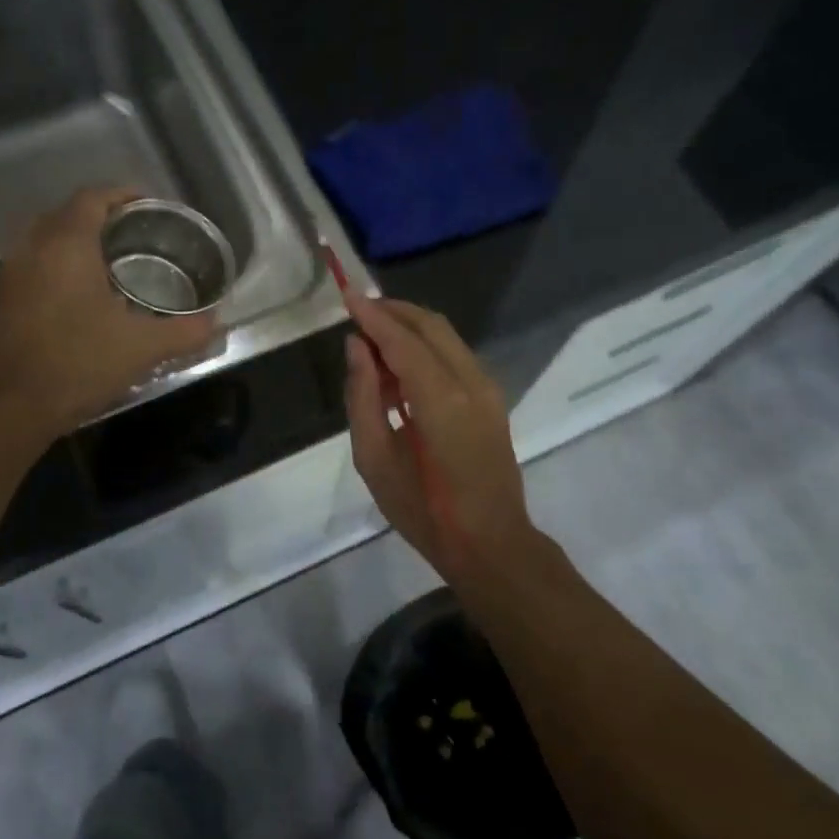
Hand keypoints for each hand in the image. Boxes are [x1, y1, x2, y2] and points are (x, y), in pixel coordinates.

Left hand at [0, 186, 218, 439]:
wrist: (7, 407)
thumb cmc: (77, 363)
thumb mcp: (142, 348)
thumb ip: (185, 331)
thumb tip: (215, 322)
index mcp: (67, 243)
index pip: (94, 196)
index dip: (125, 195)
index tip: (151, 208)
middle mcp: (32, 246)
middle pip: (68, 213)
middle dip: (102, 217)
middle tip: (136, 236)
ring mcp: (9, 272)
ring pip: (46, 239)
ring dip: (76, 242)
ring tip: (110, 264)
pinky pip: (33, 264)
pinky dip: (57, 267)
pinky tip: (79, 297)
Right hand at [342, 291, 537, 582]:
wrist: (491, 544)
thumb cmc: (424, 511)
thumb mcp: (375, 459)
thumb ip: (362, 396)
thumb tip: (356, 348)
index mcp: (441, 399)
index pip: (402, 340)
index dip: (372, 315)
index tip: (345, 295)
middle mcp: (471, 381)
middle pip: (430, 325)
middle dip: (392, 312)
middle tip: (356, 313)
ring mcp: (487, 388)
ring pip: (445, 336)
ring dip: (409, 328)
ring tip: (372, 343)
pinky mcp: (492, 398)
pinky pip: (455, 356)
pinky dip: (425, 348)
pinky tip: (399, 370)